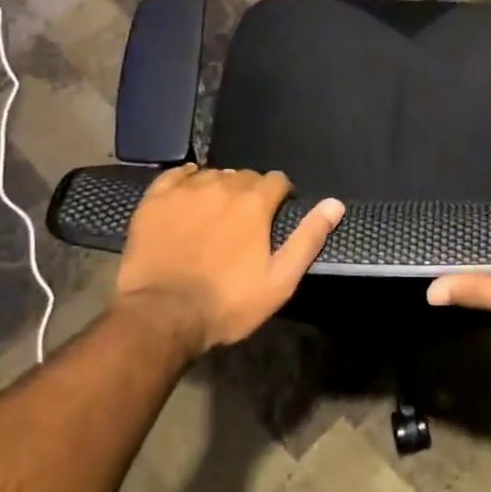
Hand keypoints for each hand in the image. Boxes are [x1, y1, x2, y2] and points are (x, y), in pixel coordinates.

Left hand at [115, 165, 343, 355]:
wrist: (161, 316)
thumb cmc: (227, 302)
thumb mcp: (280, 280)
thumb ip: (309, 238)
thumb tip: (335, 204)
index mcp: (255, 202)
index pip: (277, 180)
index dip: (281, 196)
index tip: (276, 215)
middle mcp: (222, 185)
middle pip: (245, 176)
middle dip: (251, 193)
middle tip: (246, 221)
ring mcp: (185, 191)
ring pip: (212, 175)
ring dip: (220, 188)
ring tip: (216, 214)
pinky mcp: (155, 201)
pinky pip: (176, 175)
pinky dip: (186, 179)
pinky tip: (188, 193)